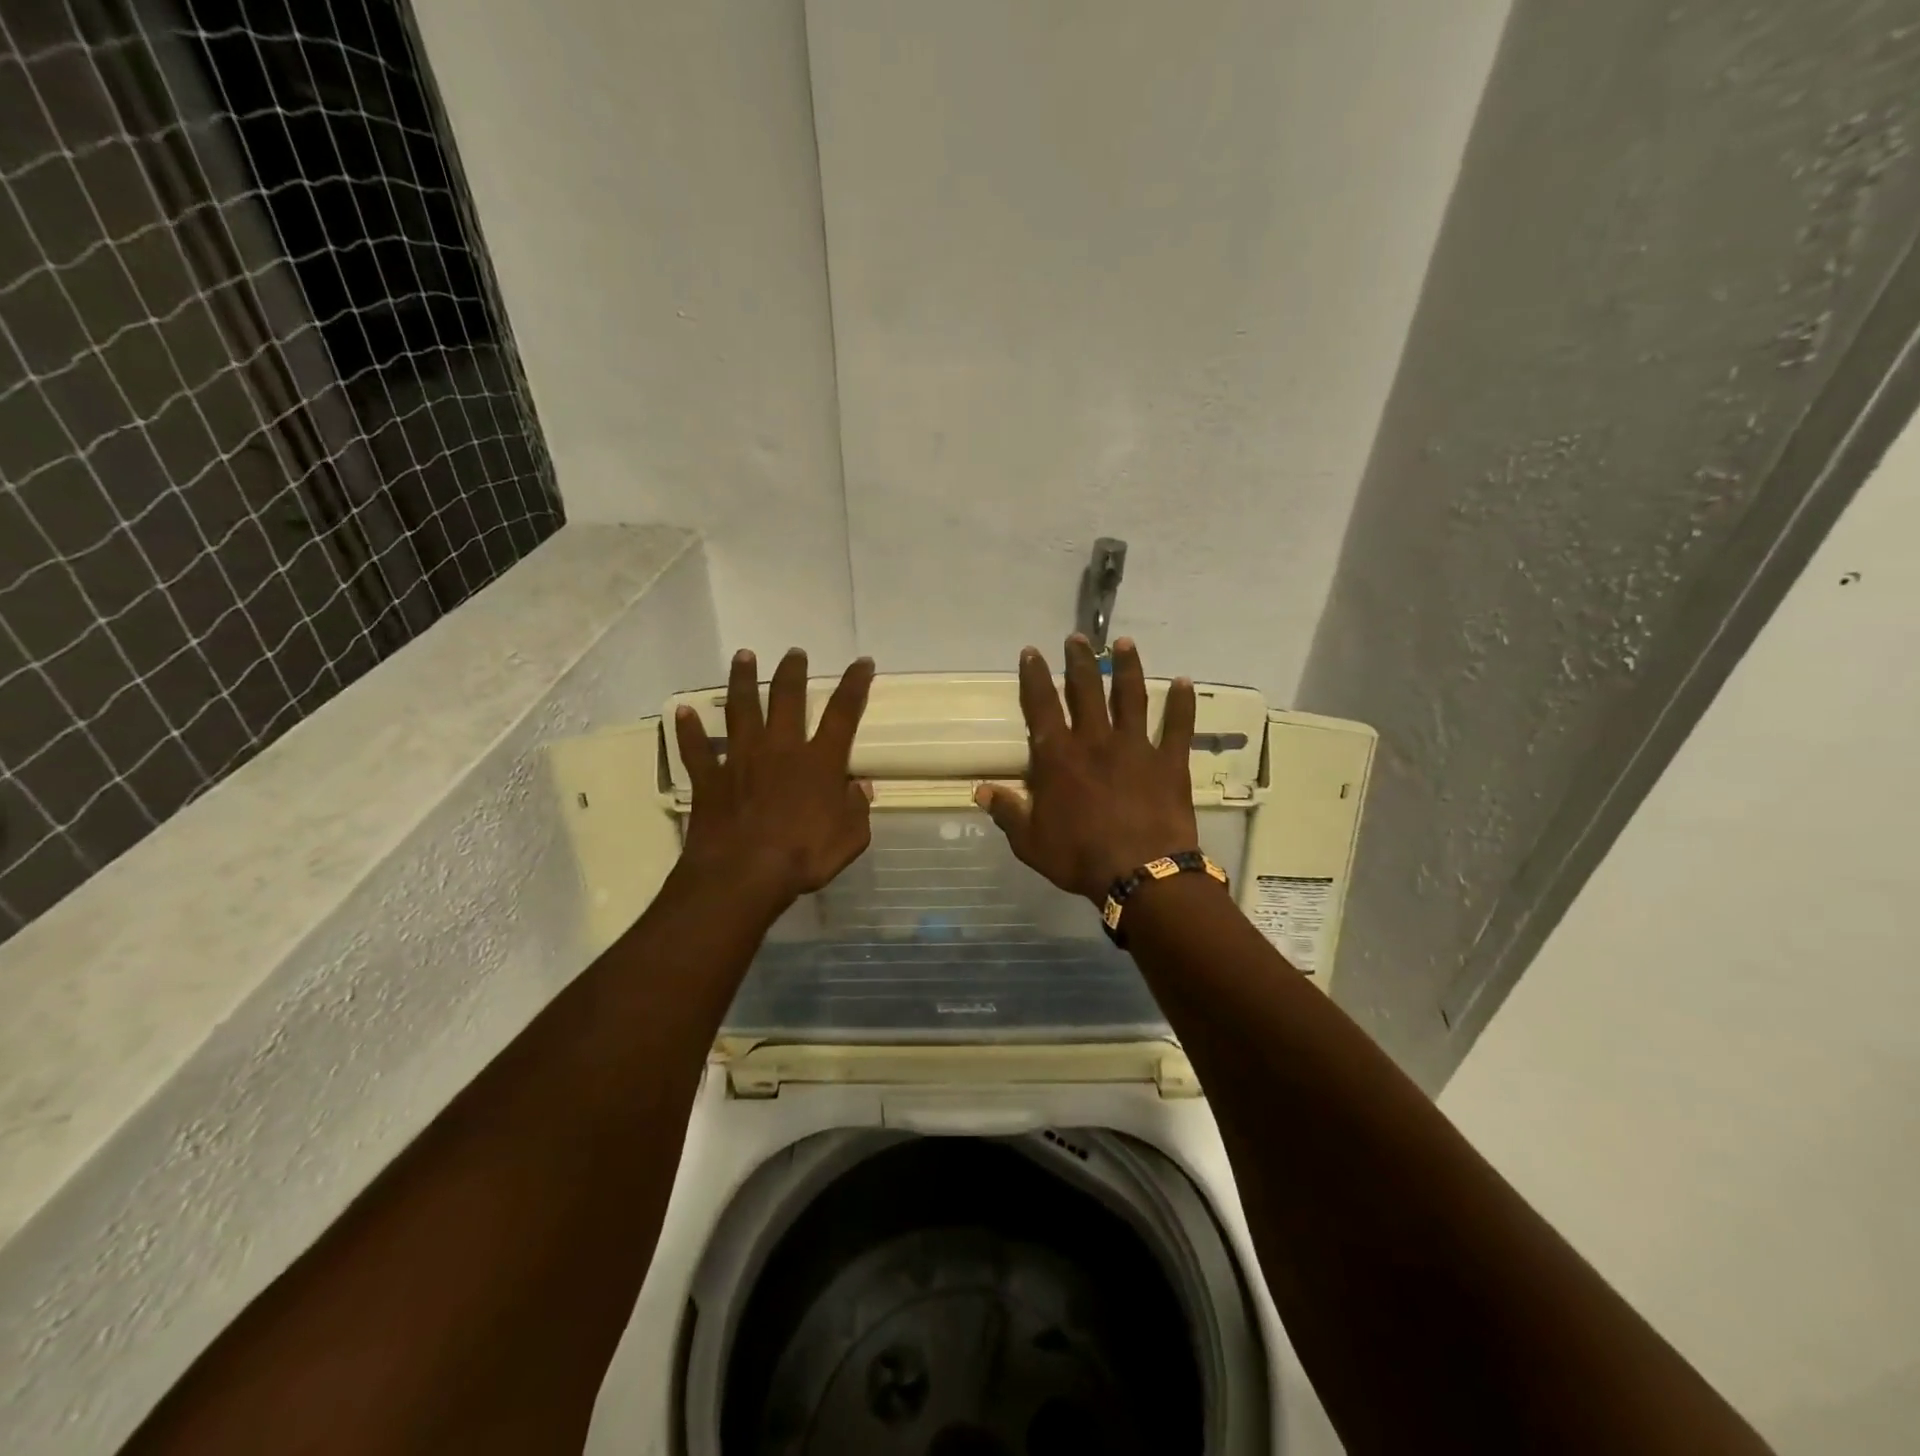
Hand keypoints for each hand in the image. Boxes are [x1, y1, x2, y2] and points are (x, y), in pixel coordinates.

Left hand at [675, 648, 875, 909]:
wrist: (743, 875)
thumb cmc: (803, 857)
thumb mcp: (850, 839)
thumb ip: (858, 809)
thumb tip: (860, 787)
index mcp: (819, 762)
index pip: (843, 713)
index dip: (855, 685)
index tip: (862, 662)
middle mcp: (781, 749)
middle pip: (788, 698)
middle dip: (793, 672)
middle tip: (794, 652)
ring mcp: (742, 760)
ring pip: (742, 710)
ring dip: (743, 680)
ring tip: (744, 656)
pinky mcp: (710, 778)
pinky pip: (696, 749)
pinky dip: (688, 731)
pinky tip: (681, 711)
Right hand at [975, 635, 1199, 903]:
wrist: (1140, 873)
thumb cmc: (1079, 857)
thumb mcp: (1030, 841)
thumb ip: (1007, 812)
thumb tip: (980, 790)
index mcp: (1058, 757)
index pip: (1041, 706)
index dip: (1034, 677)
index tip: (1032, 652)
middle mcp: (1095, 741)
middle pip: (1086, 690)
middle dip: (1080, 661)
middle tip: (1078, 638)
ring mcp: (1135, 747)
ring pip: (1131, 697)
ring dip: (1127, 668)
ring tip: (1125, 643)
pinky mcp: (1169, 762)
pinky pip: (1178, 727)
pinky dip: (1181, 704)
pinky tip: (1183, 682)